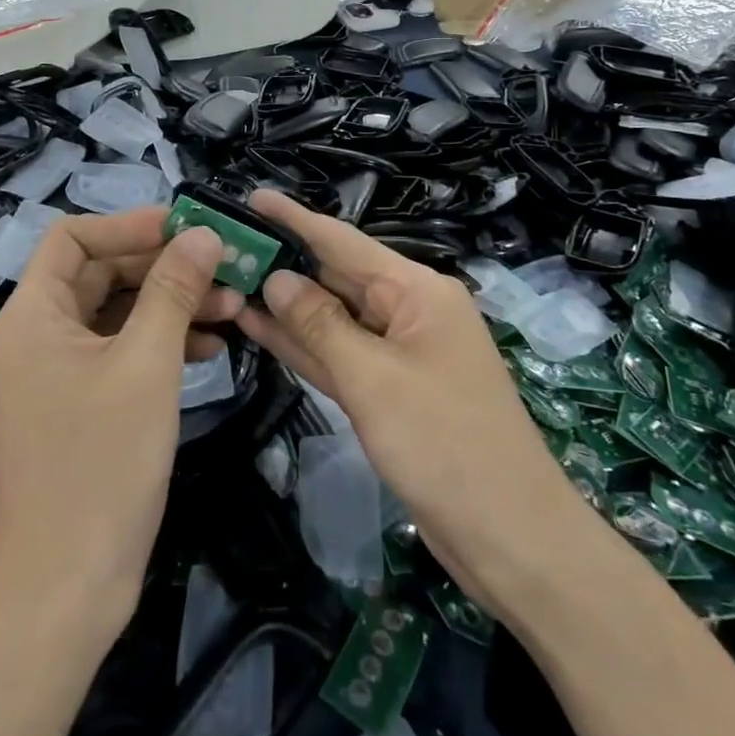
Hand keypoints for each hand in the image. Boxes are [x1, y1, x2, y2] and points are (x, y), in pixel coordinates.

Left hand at [0, 209, 240, 639]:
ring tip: (233, 307)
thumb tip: (203, 233)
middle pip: (101, 273)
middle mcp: (38, 335)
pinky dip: (163, 342)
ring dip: (171, 304)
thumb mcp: (146, 365)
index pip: (74, 237)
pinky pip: (122, 352)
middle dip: (164, 266)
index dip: (130, 224)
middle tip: (225, 266)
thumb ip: (174, 290)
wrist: (64, 593)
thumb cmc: (100, 466)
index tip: (187, 227)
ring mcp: (58, 373)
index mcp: (32, 315)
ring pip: (118, 313)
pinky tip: (211, 348)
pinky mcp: (81, 405)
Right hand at [235, 191, 584, 621]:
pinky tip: (260, 329)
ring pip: (333, 318)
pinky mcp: (390, 391)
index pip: (343, 242)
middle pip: (337, 277)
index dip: (295, 219)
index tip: (251, 197)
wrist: (510, 538)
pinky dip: (305, 345)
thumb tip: (277, 278)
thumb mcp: (374, 379)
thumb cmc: (445, 445)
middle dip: (284, 262)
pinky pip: (340, 356)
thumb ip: (320, 325)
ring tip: (229, 281)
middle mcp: (409, 311)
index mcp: (417, 291)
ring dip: (286, 306)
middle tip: (224, 247)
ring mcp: (400, 354)